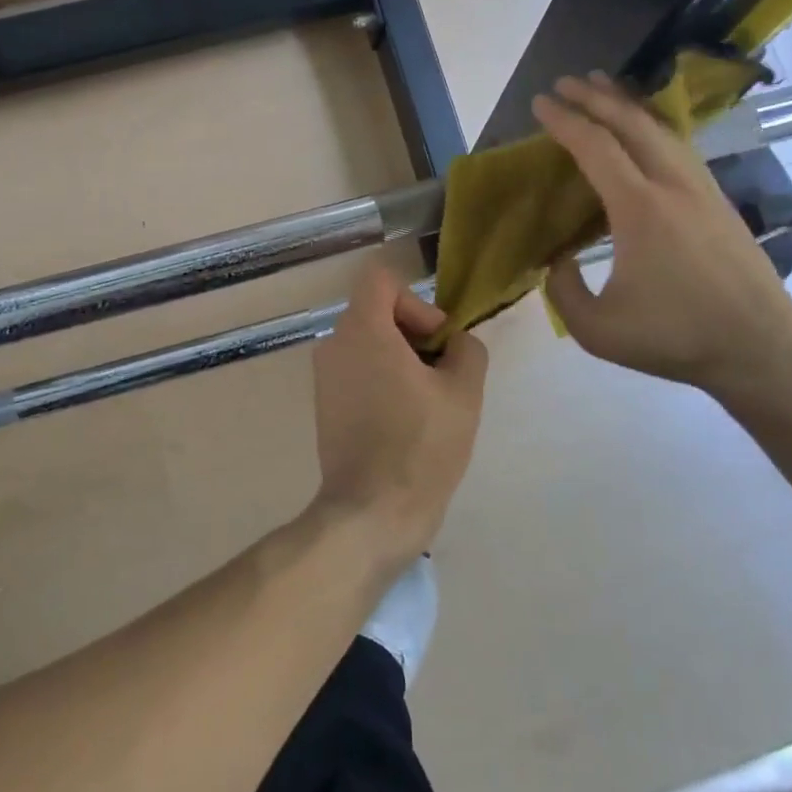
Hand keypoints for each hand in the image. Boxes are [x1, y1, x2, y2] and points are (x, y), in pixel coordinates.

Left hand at [312, 264, 488, 565]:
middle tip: (443, 374)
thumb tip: (455, 342)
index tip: (436, 340)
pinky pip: (358, 372)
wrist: (371, 512)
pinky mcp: (325, 405)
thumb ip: (466, 349)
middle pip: (376, 312)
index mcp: (363, 330)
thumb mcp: (464, 392)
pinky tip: (406, 422)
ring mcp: (325, 377)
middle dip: (414, 334)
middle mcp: (335, 344)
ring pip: (369, 345)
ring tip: (429, 402)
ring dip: (401, 360)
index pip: (381, 279)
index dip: (416, 300)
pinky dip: (383, 381)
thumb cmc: (421, 446)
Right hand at [532, 72, 791, 399]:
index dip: (565, 121)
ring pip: (662, 130)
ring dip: (628, 105)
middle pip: (632, 124)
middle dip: (595, 97)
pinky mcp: (719, 201)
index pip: (596, 147)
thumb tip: (558, 260)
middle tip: (566, 81)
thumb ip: (562, 291)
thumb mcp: (597, 329)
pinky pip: (680, 147)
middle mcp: (673, 186)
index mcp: (640, 209)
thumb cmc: (675, 337)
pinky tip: (645, 131)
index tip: (540, 103)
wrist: (761, 349)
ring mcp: (703, 189)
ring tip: (604, 89)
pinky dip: (653, 127)